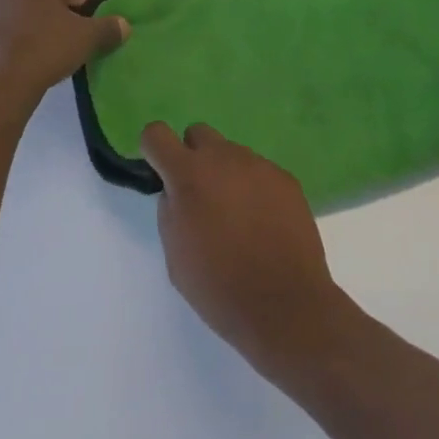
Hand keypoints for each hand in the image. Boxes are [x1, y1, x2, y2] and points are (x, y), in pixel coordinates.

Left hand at [0, 0, 127, 122]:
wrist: (2, 89)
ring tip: (40, 49)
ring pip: (7, 14)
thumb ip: (108, 27)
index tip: (84, 18)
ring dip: (23, 25)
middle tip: (66, 31)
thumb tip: (123, 25)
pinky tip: (10, 61)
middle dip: (49, 8)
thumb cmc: (47, 50)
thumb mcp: (88, 38)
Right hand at [140, 122, 354, 379]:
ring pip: (231, 153)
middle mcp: (224, 158)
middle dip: (192, 157)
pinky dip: (254, 188)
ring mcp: (258, 164)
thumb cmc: (220, 288)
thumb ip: (170, 213)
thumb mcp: (176, 256)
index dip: (154, 150)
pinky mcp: (285, 177)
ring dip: (226, 174)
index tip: (160, 172)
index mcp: (189, 176)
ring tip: (237, 217)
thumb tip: (176, 193)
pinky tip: (263, 223)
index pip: (157, 134)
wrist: (285, 304)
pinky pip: (259, 171)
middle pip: (198, 134)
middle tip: (200, 196)